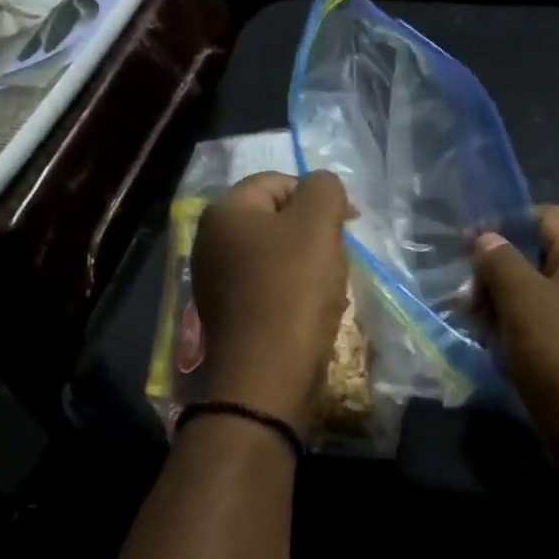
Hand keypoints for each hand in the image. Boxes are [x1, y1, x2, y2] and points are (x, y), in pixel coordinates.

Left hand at [192, 171, 350, 437]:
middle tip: (338, 256)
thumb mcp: (317, 224)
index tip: (349, 223)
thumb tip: (322, 187)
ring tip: (329, 288)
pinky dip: (293, 293)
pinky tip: (312, 312)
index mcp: (224, 212)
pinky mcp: (228, 315)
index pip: (278, 182)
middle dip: (313, 234)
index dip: (317, 196)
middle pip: (275, 220)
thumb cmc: (293, 290)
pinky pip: (268, 289)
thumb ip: (324, 189)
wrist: (267, 376)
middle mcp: (210, 242)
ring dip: (307, 265)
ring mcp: (215, 281)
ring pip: (275, 257)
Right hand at [473, 206, 558, 466]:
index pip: (543, 216)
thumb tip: (485, 238)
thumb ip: (499, 261)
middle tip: (468, 298)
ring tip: (473, 323)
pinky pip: (539, 323)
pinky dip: (513, 328)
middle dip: (496, 272)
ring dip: (499, 303)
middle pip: (534, 255)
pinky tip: (490, 344)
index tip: (466, 247)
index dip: (503, 225)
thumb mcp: (523, 300)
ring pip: (532, 292)